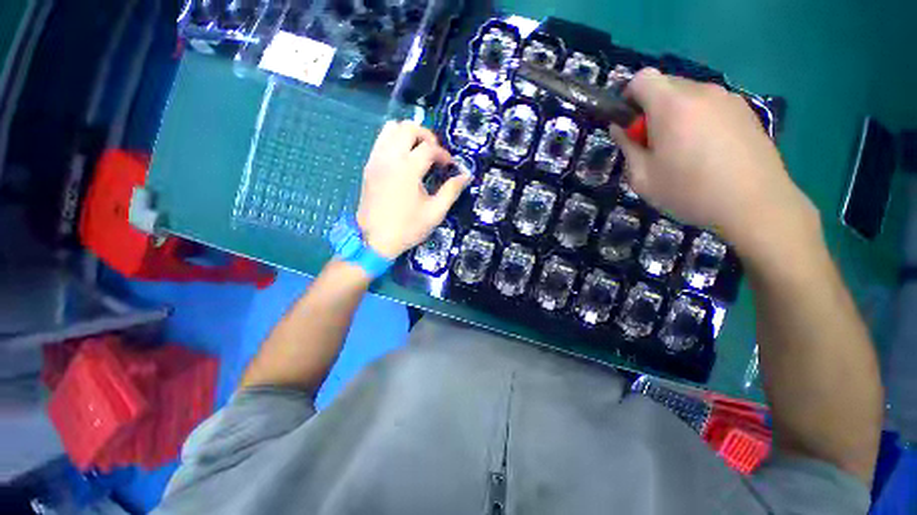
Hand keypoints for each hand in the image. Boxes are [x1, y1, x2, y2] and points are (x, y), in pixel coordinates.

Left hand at [357, 121, 470, 258]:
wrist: (375, 240)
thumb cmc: (407, 228)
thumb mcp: (435, 212)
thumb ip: (451, 191)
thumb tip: (465, 176)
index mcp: (408, 169)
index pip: (429, 148)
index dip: (443, 154)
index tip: (449, 166)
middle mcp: (390, 158)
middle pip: (408, 127)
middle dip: (426, 136)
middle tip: (435, 153)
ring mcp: (376, 160)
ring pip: (390, 128)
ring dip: (408, 134)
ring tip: (419, 152)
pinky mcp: (369, 166)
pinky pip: (381, 141)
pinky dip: (394, 141)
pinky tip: (403, 160)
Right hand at [611, 69, 819, 258]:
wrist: (755, 204)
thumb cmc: (689, 192)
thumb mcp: (642, 177)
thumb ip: (627, 147)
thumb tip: (620, 128)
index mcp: (672, 105)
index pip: (642, 78)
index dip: (628, 98)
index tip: (630, 125)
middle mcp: (701, 92)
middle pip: (665, 86)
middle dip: (651, 109)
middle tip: (654, 144)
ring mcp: (727, 98)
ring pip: (689, 96)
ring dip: (676, 115)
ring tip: (682, 151)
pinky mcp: (745, 110)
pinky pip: (710, 106)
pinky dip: (699, 119)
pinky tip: (707, 151)